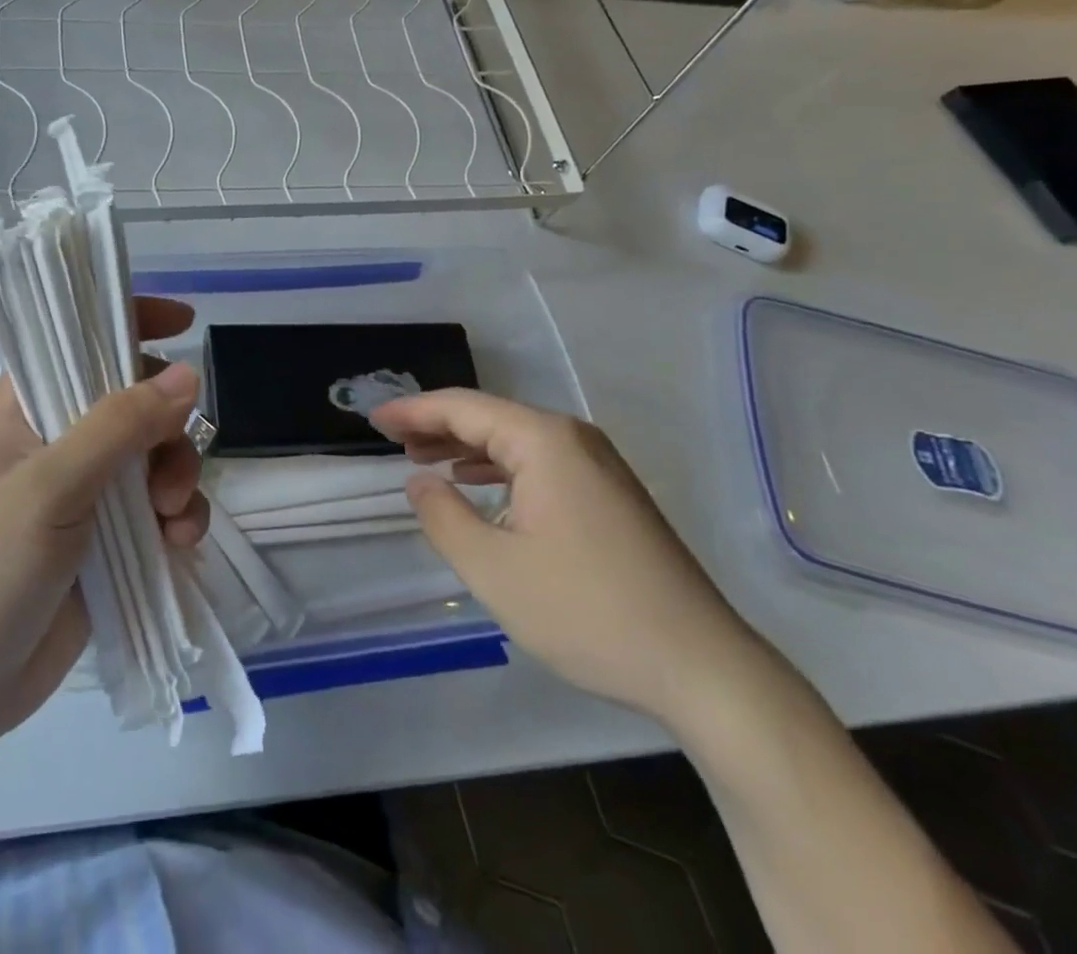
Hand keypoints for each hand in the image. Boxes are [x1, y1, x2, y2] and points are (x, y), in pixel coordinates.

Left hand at [0, 298, 205, 741]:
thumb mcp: (49, 489)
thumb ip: (119, 427)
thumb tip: (190, 373)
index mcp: (23, 407)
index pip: (79, 339)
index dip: (130, 321)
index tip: (184, 323)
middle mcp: (57, 438)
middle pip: (135, 398)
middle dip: (167, 428)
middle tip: (167, 476)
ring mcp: (86, 489)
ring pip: (157, 453)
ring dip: (178, 478)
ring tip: (173, 523)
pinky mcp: (109, 537)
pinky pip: (162, 505)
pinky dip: (179, 518)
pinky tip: (179, 546)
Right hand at [371, 389, 757, 727]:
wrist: (702, 668)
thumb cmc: (587, 611)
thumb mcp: (493, 569)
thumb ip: (443, 516)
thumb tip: (420, 480)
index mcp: (544, 441)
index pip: (463, 408)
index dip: (413, 411)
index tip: (373, 419)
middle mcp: (573, 439)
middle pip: (490, 417)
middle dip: (437, 426)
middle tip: (391, 439)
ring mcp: (599, 466)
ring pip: (516, 441)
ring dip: (467, 447)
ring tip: (424, 459)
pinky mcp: (611, 495)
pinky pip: (541, 464)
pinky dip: (500, 469)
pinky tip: (481, 488)